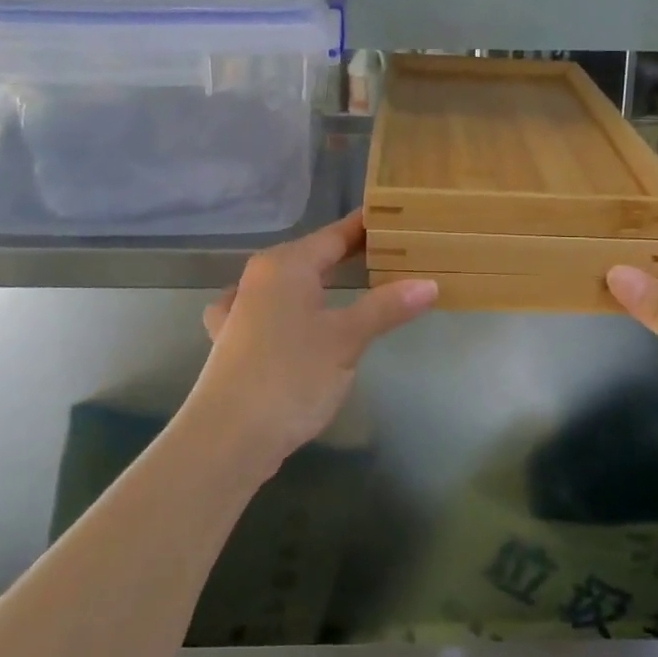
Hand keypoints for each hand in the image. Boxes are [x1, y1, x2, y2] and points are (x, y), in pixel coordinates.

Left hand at [183, 212, 437, 478]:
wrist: (228, 437)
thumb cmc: (291, 377)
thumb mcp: (347, 340)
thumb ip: (386, 307)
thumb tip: (429, 283)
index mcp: (285, 265)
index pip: (334, 235)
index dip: (364, 228)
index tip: (394, 219)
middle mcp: (258, 278)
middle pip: (310, 256)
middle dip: (346, 254)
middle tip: (389, 254)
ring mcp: (239, 309)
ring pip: (287, 282)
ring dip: (317, 280)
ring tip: (346, 282)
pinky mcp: (232, 340)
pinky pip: (268, 309)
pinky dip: (287, 307)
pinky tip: (287, 318)